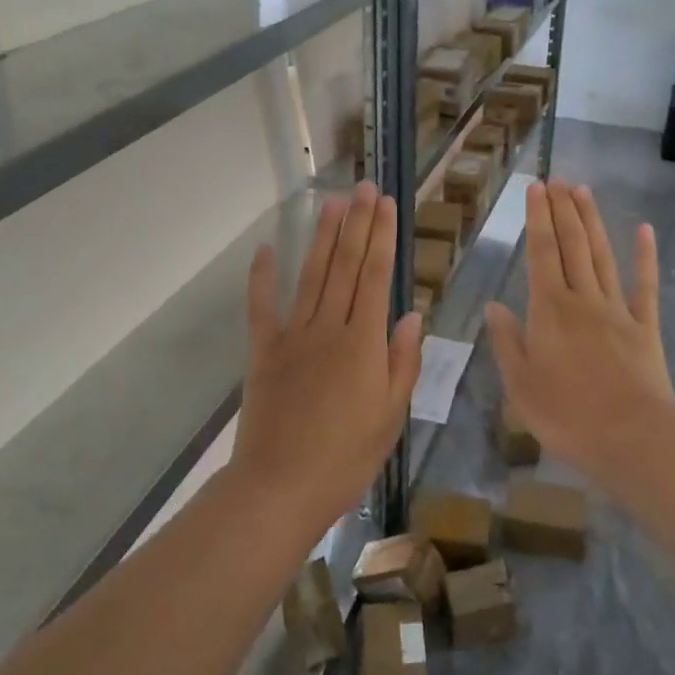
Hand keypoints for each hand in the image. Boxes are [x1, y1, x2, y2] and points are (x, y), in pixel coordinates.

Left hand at [234, 182, 423, 530]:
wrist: (280, 488)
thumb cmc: (345, 458)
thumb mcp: (390, 416)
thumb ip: (402, 362)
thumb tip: (412, 315)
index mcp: (363, 343)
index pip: (376, 277)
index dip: (382, 237)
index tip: (386, 204)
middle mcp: (329, 328)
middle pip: (346, 266)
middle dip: (356, 223)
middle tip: (363, 187)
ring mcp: (292, 337)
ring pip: (311, 276)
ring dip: (322, 237)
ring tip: (331, 202)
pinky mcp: (263, 352)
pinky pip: (261, 308)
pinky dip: (262, 277)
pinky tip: (267, 249)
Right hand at [485, 181, 674, 482]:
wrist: (632, 437)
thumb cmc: (567, 415)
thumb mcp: (520, 384)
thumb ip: (507, 342)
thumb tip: (494, 306)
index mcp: (549, 310)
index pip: (540, 253)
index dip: (537, 218)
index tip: (536, 188)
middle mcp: (582, 299)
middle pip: (572, 245)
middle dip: (563, 210)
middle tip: (558, 179)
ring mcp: (617, 310)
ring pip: (602, 256)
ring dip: (592, 221)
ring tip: (583, 191)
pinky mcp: (645, 326)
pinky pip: (644, 286)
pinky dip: (645, 257)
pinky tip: (645, 230)